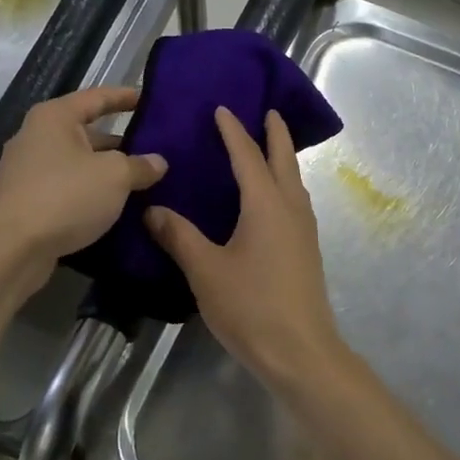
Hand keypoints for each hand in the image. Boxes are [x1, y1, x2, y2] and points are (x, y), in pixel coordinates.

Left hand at [0, 86, 166, 281]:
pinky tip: (115, 206)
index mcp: (54, 118)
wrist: (11, 250)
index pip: (97, 97)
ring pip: (78, 163)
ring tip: (142, 181)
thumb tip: (158, 162)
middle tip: (154, 149)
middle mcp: (36, 137)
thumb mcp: (114, 176)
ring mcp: (27, 171)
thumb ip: (140, 165)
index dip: (125, 97)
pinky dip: (90, 193)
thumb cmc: (65, 197)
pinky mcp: (26, 201)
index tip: (149, 98)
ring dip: (106, 172)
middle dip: (120, 142)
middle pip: (87, 132)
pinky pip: (67, 188)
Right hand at [144, 107, 345, 391]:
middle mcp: (291, 209)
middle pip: (284, 160)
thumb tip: (153, 210)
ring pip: (294, 182)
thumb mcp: (206, 270)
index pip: (248, 156)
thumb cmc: (251, 306)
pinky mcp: (306, 251)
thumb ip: (179, 237)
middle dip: (276, 134)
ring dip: (283, 159)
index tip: (223, 108)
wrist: (300, 351)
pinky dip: (284, 185)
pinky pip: (295, 202)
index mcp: (266, 205)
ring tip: (268, 149)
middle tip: (267, 111)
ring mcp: (304, 230)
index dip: (233, 131)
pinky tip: (271, 200)